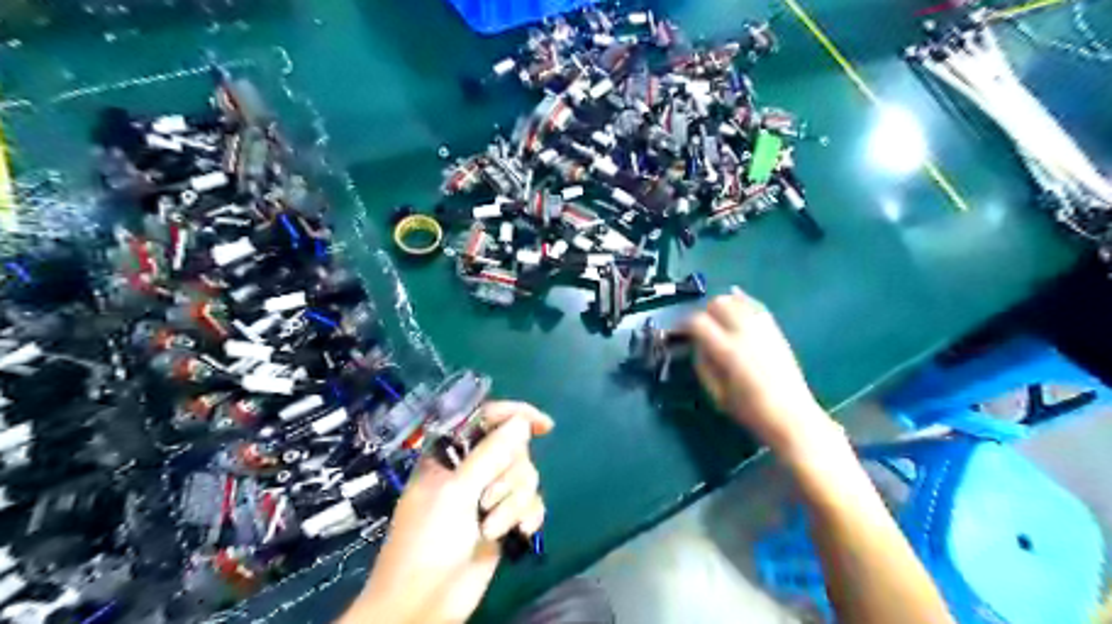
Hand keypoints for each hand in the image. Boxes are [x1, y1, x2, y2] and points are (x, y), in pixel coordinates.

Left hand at [346, 401, 554, 623]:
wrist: (425, 604)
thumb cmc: (427, 542)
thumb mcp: (456, 493)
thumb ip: (490, 454)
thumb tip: (521, 421)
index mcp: (450, 453)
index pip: (487, 418)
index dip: (515, 414)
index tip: (543, 425)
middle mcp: (472, 468)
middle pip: (513, 448)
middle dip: (509, 475)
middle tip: (487, 500)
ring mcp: (488, 494)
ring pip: (525, 477)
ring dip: (514, 503)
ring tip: (491, 527)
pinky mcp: (503, 517)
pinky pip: (531, 502)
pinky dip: (528, 516)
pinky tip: (520, 534)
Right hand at [687, 290, 843, 459]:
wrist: (791, 415)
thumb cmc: (750, 410)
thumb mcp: (716, 393)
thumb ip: (702, 365)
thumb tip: (695, 345)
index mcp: (728, 350)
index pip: (698, 323)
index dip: (683, 324)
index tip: (677, 332)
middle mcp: (745, 332)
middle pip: (718, 304)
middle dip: (703, 312)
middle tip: (698, 327)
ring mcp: (763, 328)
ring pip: (736, 300)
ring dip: (721, 305)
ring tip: (715, 319)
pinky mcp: (775, 330)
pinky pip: (755, 306)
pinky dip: (742, 301)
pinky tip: (735, 301)